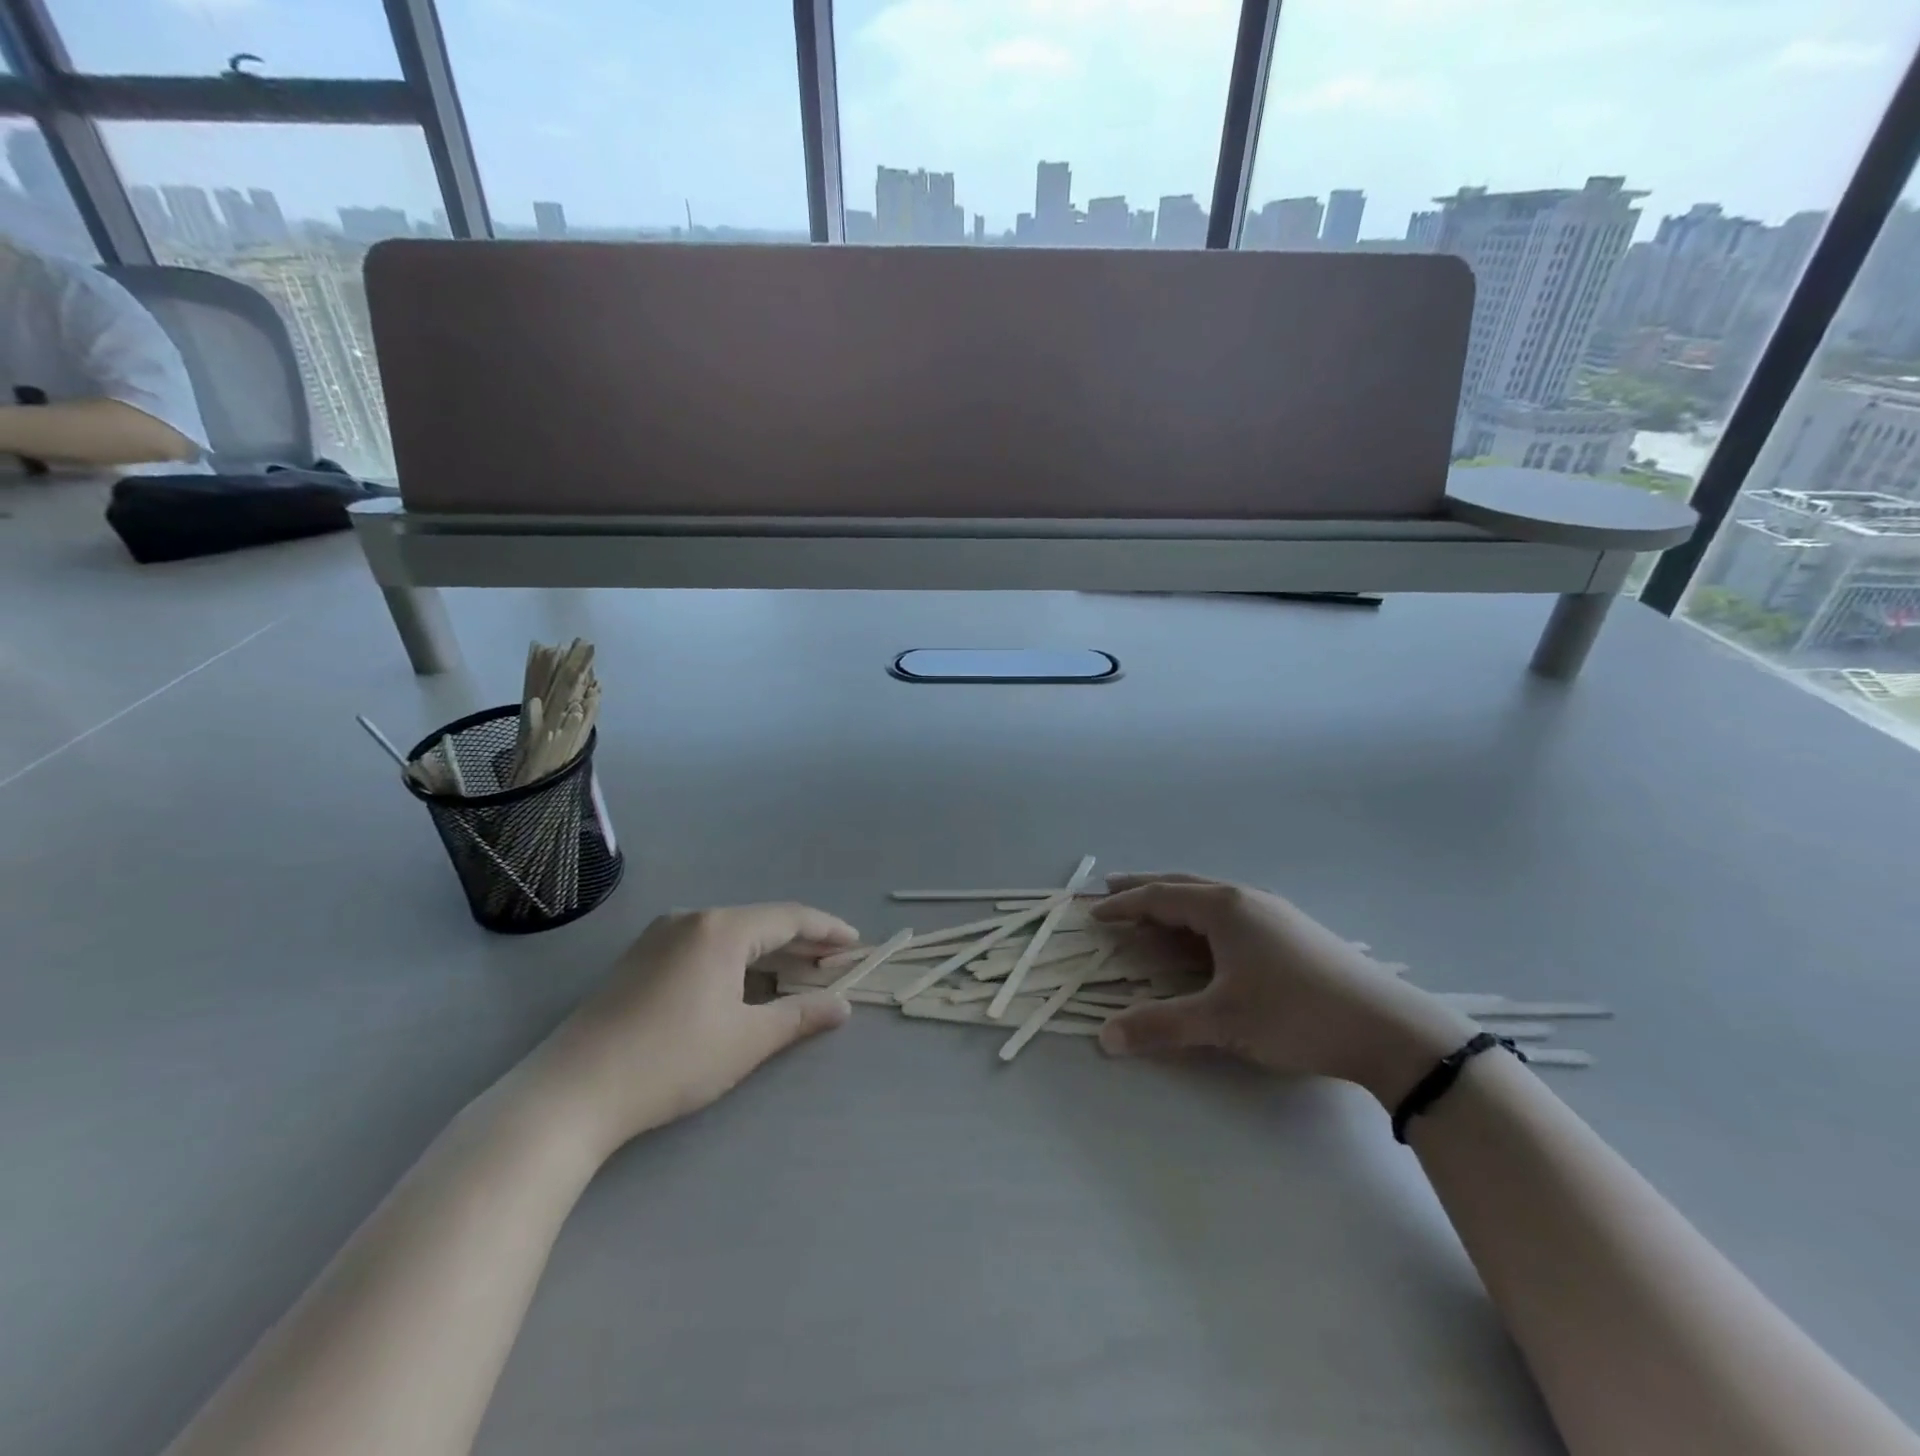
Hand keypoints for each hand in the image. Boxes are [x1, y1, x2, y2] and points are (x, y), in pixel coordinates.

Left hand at [522, 903, 858, 1158]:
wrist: (571, 1093)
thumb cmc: (670, 1061)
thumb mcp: (746, 1040)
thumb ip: (799, 1016)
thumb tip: (843, 1006)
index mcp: (721, 928)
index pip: (790, 917)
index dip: (828, 930)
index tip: (856, 944)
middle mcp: (691, 919)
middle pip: (760, 922)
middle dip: (801, 942)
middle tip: (834, 962)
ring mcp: (660, 936)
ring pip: (730, 934)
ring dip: (767, 952)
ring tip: (796, 974)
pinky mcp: (639, 959)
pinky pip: (703, 946)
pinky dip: (735, 960)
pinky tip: (743, 985)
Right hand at [1092, 874, 1476, 1106]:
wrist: (1389, 1027)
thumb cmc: (1296, 1013)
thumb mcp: (1222, 1021)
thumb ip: (1161, 1026)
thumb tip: (1105, 1037)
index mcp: (1224, 907)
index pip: (1160, 897)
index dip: (1124, 906)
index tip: (1093, 913)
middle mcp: (1246, 898)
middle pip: (1183, 885)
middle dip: (1145, 888)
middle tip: (1113, 889)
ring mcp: (1274, 911)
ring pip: (1211, 897)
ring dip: (1177, 900)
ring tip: (1155, 909)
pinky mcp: (1294, 930)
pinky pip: (1232, 911)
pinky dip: (1203, 916)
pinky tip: (1209, 935)